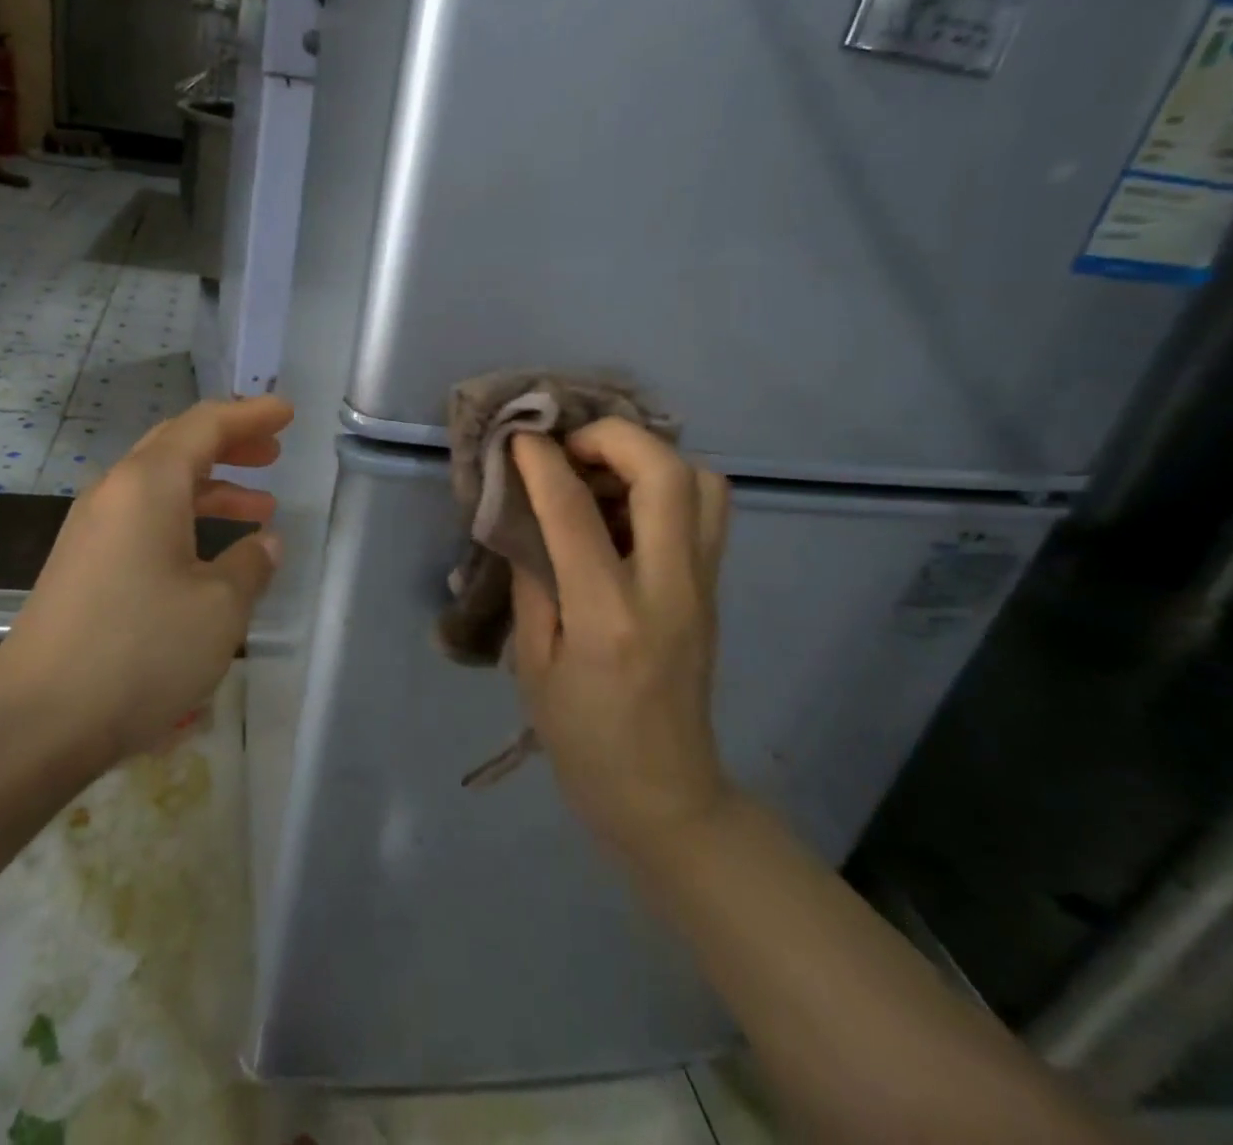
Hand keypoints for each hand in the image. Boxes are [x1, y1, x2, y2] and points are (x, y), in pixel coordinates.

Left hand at [0, 396, 290, 770]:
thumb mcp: (219, 608)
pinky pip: (143, 519)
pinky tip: (209, 554)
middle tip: (273, 454)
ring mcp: (92, 530)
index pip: (205, 426)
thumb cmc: (140, 651)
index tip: (286, 413)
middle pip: (177, 446)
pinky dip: (184, 519)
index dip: (250, 416)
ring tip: (259, 509)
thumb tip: (265, 544)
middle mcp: (114, 493)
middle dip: (229, 445)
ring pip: (160, 486)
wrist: (36, 722)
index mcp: (148, 484)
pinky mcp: (83, 565)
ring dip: (211, 488)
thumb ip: (251, 565)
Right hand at [509, 421, 731, 856]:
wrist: (666, 795)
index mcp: (608, 616)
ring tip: (597, 473)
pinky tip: (621, 506)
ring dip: (648, 458)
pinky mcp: (713, 589)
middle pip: (667, 474)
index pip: (575, 512)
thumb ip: (532, 582)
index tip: (519, 437)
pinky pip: (705, 510)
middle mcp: (669, 588)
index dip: (543, 461)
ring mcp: (703, 586)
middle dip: (612, 438)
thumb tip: (525, 519)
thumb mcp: (533, 664)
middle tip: (568, 448)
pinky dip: (665, 484)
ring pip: (703, 482)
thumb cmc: (583, 739)